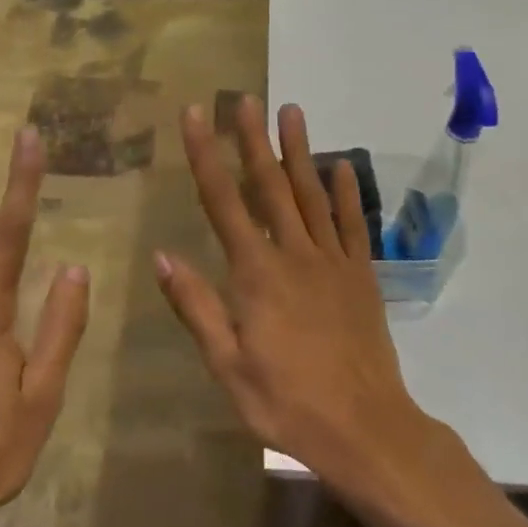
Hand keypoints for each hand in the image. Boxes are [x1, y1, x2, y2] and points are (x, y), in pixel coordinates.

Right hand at [155, 95, 434, 494]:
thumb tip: (163, 256)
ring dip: (300, 152)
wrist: (364, 427)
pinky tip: (341, 167)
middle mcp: (295, 255)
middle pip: (271, 186)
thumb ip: (196, 307)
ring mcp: (334, 263)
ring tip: (291, 112)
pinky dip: (347, 194)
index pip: (224, 201)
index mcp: (256, 274)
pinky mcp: (362, 277)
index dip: (206, 155)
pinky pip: (353, 225)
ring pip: (313, 195)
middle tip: (245, 99)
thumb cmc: (286, 402)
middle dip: (254, 140)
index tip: (196, 116)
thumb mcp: (227, 364)